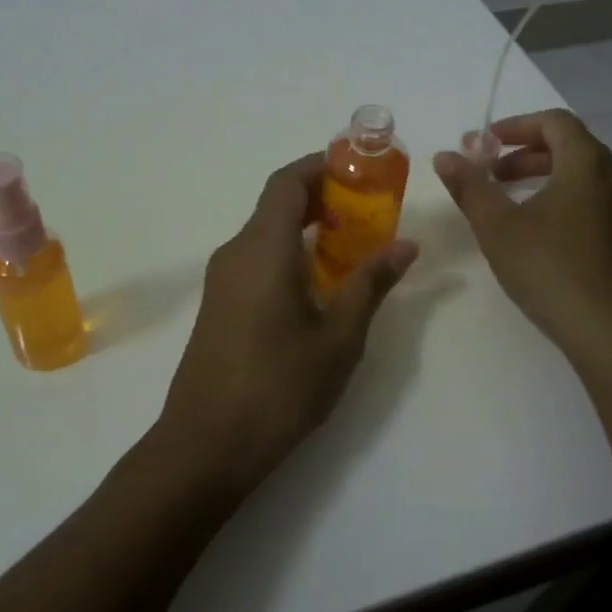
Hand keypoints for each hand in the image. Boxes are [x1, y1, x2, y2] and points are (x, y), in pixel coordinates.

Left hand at [156, 154, 418, 491]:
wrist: (206, 446)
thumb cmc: (278, 387)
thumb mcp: (338, 337)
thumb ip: (371, 285)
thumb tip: (406, 246)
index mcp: (262, 249)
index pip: (287, 183)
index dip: (322, 166)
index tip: (361, 169)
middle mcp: (235, 253)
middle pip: (277, 205)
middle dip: (323, 198)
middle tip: (371, 209)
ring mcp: (223, 281)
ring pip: (268, 234)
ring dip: (309, 229)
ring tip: (356, 246)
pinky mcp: (220, 306)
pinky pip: (258, 261)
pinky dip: (292, 255)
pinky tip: (322, 285)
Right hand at [434, 109, 611, 360]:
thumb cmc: (551, 269)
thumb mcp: (498, 227)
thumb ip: (470, 187)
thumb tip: (445, 156)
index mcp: (588, 163)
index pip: (554, 122)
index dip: (517, 126)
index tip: (487, 143)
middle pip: (572, 148)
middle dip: (527, 156)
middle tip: (493, 176)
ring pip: (587, 179)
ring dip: (548, 180)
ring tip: (515, 205)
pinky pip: (600, 204)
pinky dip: (569, 202)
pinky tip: (547, 236)